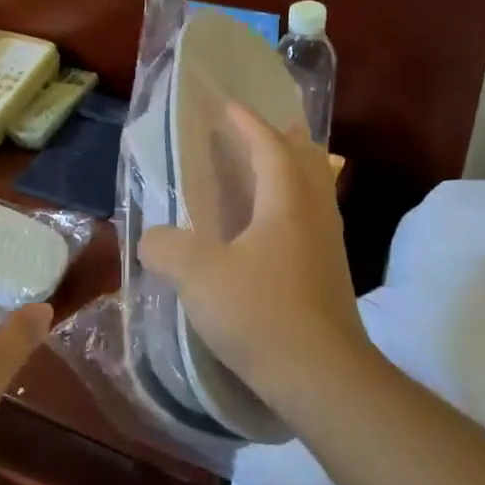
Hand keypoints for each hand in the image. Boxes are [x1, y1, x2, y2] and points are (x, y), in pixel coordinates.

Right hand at [138, 103, 370, 414]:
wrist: (322, 377)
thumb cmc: (261, 313)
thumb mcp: (198, 276)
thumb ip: (167, 248)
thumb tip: (152, 238)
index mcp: (286, 202)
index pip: (270, 146)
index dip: (249, 123)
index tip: (229, 106)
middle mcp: (314, 214)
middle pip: (306, 161)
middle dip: (285, 139)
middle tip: (263, 128)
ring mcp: (329, 246)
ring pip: (316, 191)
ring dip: (295, 171)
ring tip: (271, 169)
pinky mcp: (331, 275)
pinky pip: (313, 220)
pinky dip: (295, 206)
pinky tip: (274, 230)